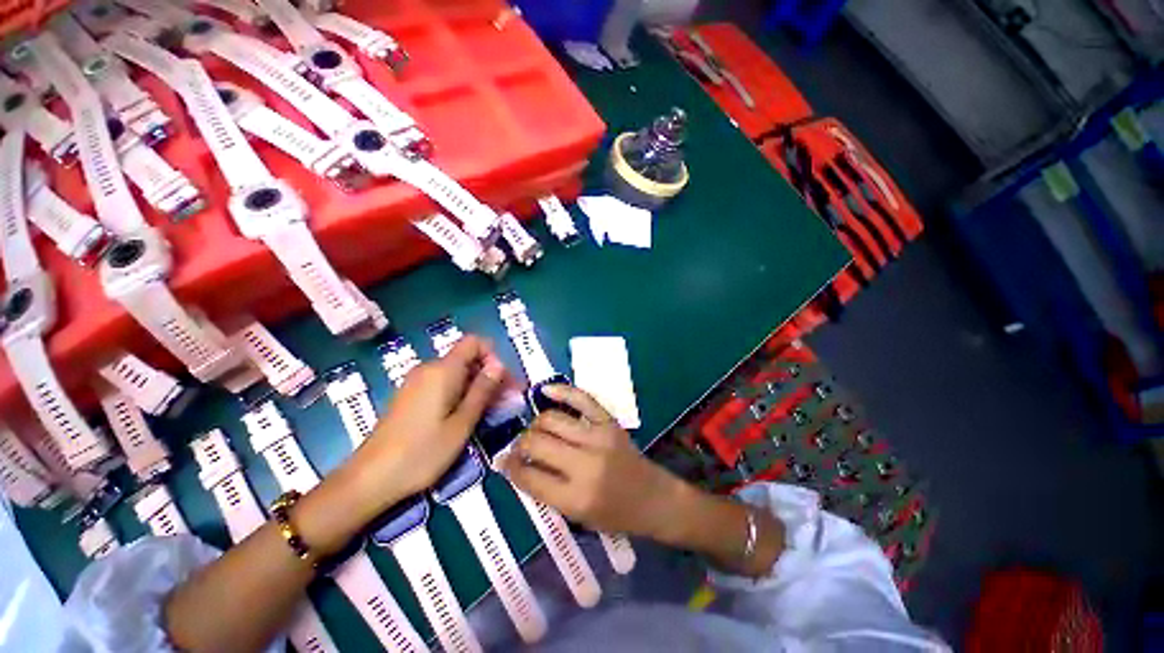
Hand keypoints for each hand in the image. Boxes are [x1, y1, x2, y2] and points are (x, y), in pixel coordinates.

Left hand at [346, 336, 507, 509]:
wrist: (369, 480)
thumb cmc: (422, 452)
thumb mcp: (462, 423)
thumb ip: (482, 390)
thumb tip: (499, 365)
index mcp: (442, 370)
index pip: (475, 342)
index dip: (493, 356)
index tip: (502, 382)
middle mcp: (428, 369)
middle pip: (468, 358)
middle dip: (490, 375)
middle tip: (507, 401)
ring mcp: (417, 382)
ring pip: (457, 373)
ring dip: (478, 386)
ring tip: (492, 411)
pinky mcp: (411, 396)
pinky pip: (443, 385)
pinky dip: (461, 394)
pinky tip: (468, 415)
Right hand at [501, 385, 683, 537]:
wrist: (653, 497)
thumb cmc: (615, 514)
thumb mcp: (577, 516)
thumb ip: (546, 491)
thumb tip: (515, 464)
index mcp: (575, 498)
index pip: (529, 477)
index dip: (511, 468)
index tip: (504, 463)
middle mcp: (585, 465)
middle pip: (537, 443)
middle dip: (520, 444)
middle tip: (520, 448)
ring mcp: (598, 438)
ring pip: (552, 419)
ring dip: (536, 424)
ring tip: (535, 430)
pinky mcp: (609, 422)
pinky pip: (582, 399)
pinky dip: (562, 391)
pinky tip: (545, 391)